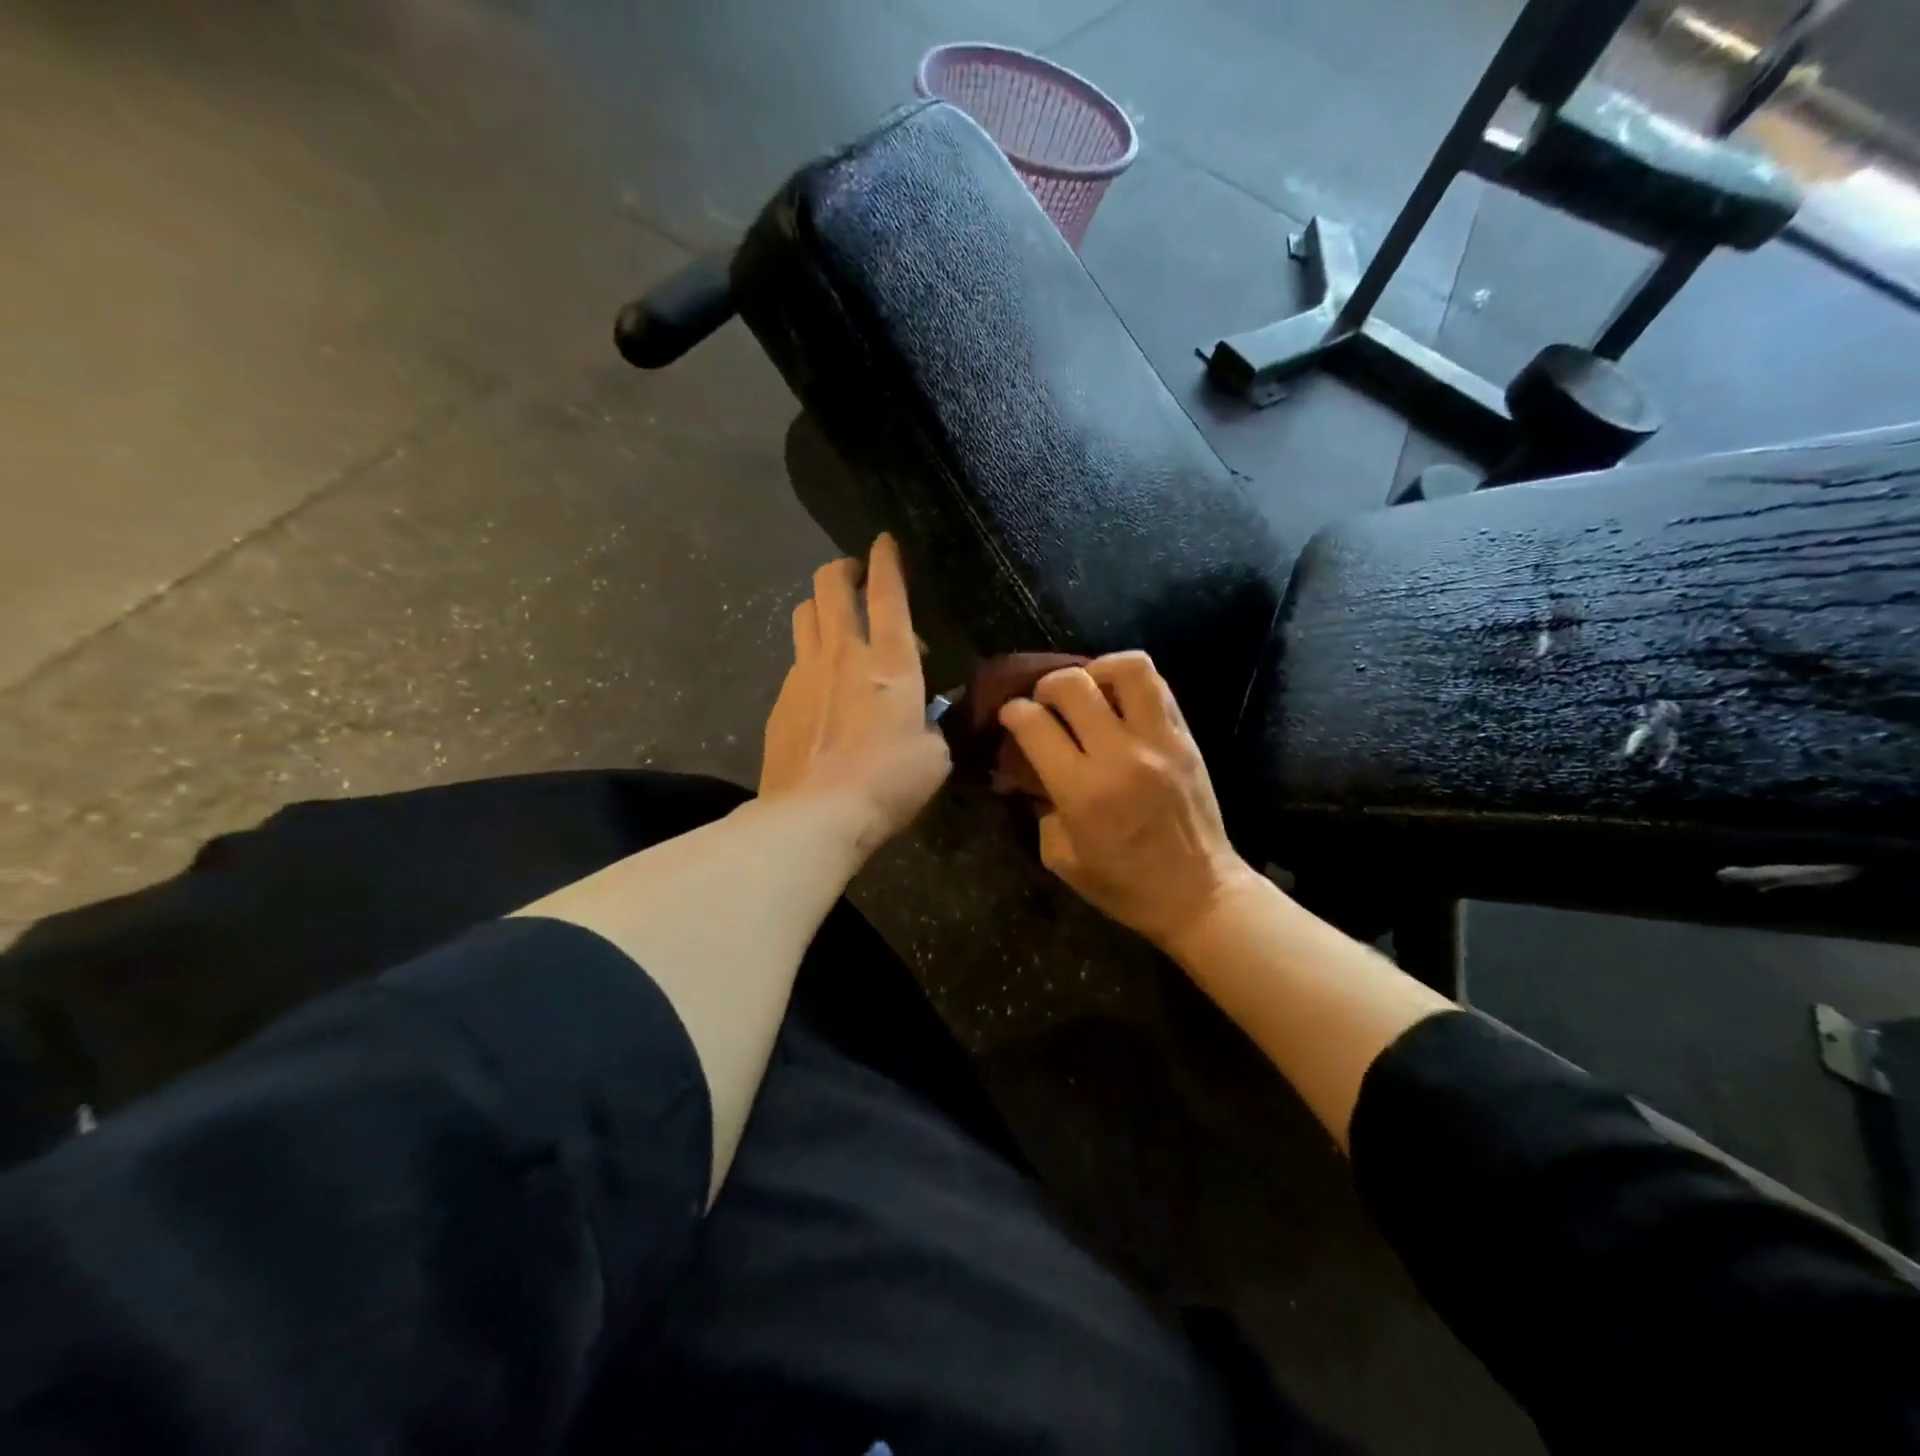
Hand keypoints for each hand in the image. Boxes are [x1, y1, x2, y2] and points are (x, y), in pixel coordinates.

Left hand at [759, 535, 950, 855]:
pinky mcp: (780, 700)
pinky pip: (795, 660)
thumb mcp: (934, 755)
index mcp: (891, 662)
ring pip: (804, 614)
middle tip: (855, 577)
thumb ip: (930, 724)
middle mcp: (843, 654)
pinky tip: (820, 686)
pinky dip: (810, 657)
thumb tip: (921, 717)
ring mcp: (804, 673)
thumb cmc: (888, 783)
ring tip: (834, 622)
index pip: (887, 593)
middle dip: (842, 569)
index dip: (887, 560)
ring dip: (820, 606)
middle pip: (830, 586)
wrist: (816, 814)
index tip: (884, 541)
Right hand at [998, 652, 1256, 948]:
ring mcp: (1158, 741)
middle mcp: (1119, 755)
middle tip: (1045, 702)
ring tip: (1089, 687)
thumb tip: (1034, 774)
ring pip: (1127, 669)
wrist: (1198, 893)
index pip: (1034, 724)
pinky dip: (1131, 680)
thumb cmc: (1124, 885)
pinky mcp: (1185, 738)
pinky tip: (1119, 699)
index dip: (1013, 712)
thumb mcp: (1062, 858)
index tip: (1011, 716)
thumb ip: (1042, 809)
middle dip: (1046, 685)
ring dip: (1097, 669)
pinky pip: (1158, 686)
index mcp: (1082, 791)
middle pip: (1073, 685)